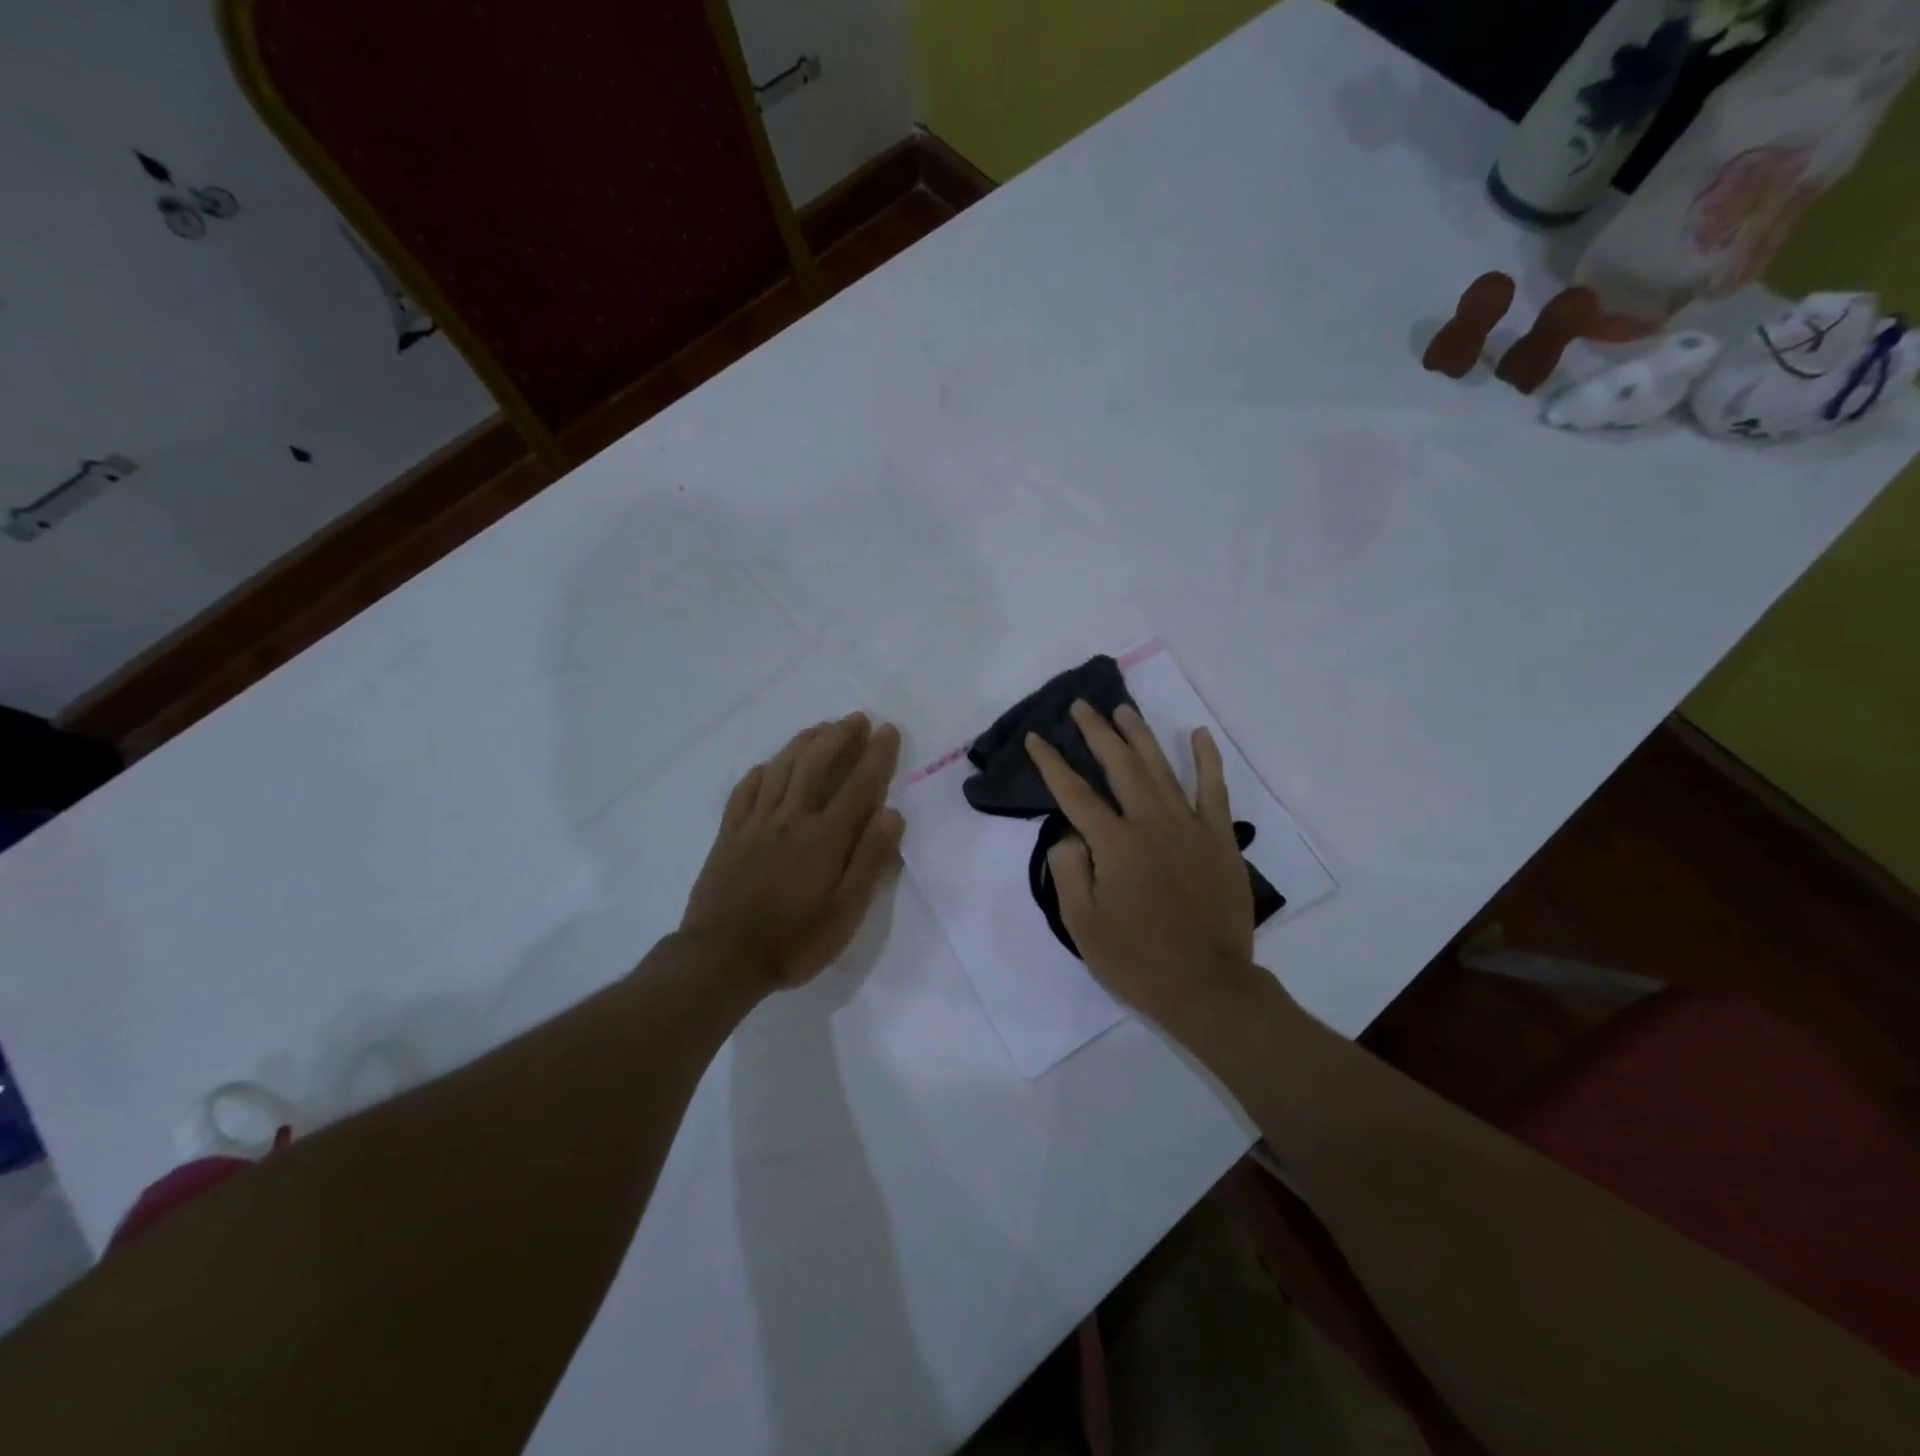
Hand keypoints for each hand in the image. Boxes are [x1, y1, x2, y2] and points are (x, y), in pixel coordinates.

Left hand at [681, 713, 903, 991]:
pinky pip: (746, 789)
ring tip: (821, 727)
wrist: (721, 958)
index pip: (859, 785)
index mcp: (825, 837)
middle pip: (817, 763)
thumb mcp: (846, 912)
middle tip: (857, 719)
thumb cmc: (794, 941)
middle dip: (840, 736)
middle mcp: (791, 818)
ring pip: (782, 767)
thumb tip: (892, 814)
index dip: (877, 755)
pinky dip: (762, 770)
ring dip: (804, 742)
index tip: (889, 730)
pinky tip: (769, 765)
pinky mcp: (730, 833)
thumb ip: (871, 860)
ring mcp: (756, 822)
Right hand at [1025, 702, 1262, 1029]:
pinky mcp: (1220, 839)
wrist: (1208, 986)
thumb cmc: (1138, 960)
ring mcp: (1190, 828)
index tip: (1036, 737)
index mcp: (1115, 844)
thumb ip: (1068, 871)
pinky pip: (1214, 791)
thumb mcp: (1083, 925)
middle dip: (1097, 733)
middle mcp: (1151, 824)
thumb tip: (1069, 834)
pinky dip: (1207, 760)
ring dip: (1140, 736)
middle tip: (1081, 706)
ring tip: (1123, 710)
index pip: (1074, 793)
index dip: (1051, 763)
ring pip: (1161, 769)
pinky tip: (1199, 735)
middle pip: (1120, 766)